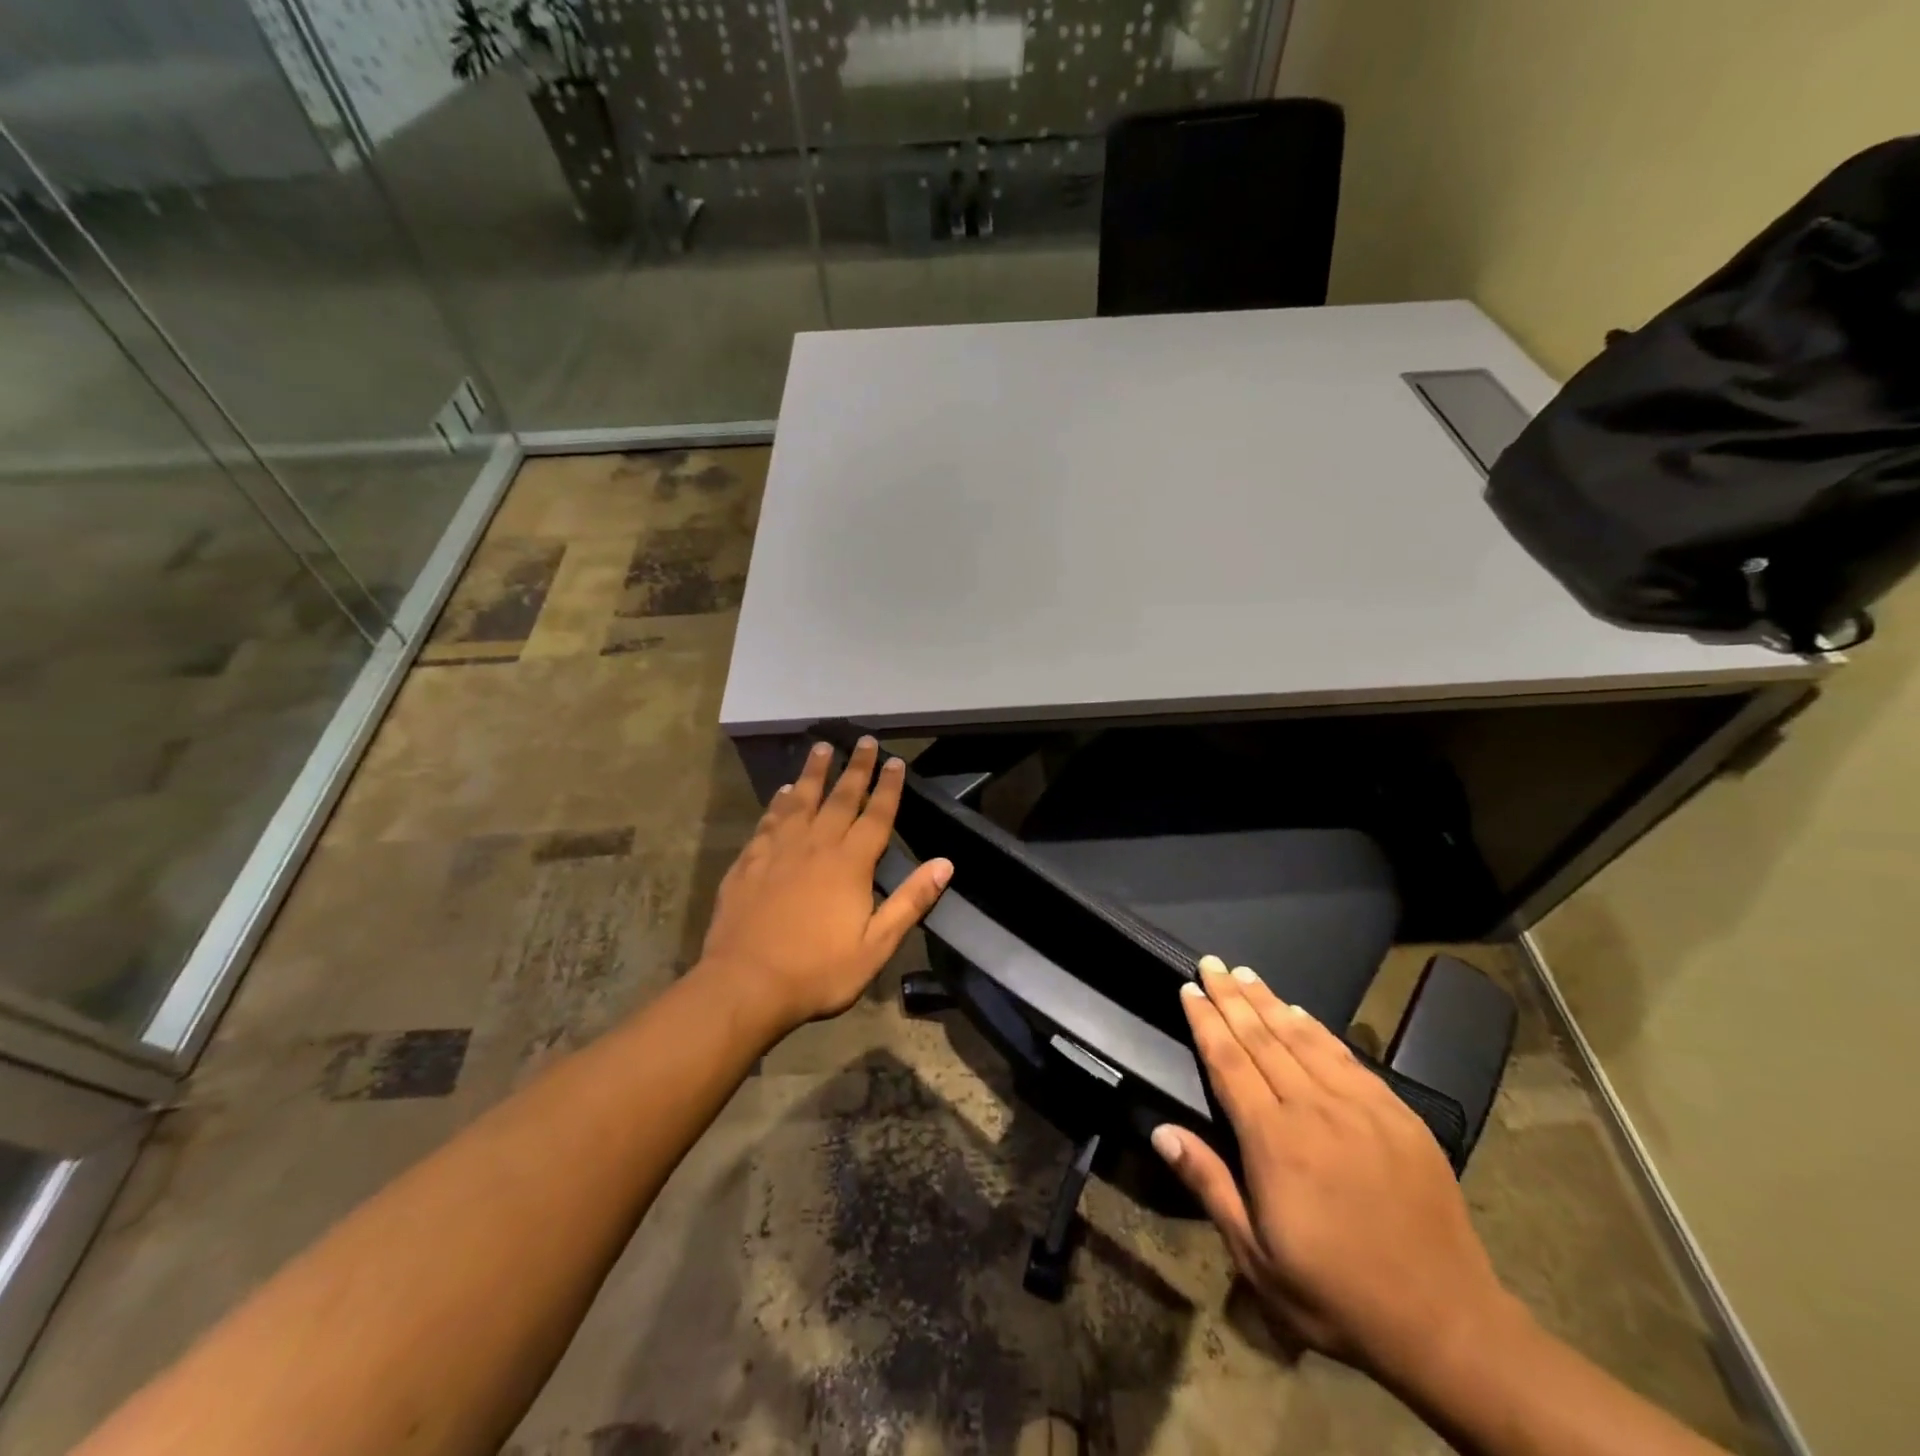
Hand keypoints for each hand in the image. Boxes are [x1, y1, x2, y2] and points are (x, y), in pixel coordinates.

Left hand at [699, 737, 952, 1034]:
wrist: (745, 984)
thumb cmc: (817, 971)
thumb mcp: (875, 946)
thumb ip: (910, 902)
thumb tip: (945, 864)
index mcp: (850, 864)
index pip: (876, 815)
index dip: (888, 787)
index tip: (895, 761)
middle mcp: (816, 845)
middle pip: (840, 797)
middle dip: (856, 768)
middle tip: (864, 741)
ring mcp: (779, 850)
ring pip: (801, 800)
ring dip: (814, 772)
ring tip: (822, 747)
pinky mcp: (750, 861)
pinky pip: (769, 820)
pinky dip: (780, 801)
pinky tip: (783, 792)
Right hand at [1151, 957, 1525, 1388]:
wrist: (1447, 1323)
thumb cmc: (1336, 1295)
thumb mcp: (1256, 1257)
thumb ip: (1209, 1185)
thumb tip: (1160, 1130)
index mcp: (1274, 1141)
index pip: (1228, 1062)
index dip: (1205, 1021)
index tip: (1188, 989)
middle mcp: (1314, 1109)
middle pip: (1261, 1038)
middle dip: (1231, 997)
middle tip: (1210, 963)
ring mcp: (1361, 1107)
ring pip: (1303, 1037)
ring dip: (1269, 1001)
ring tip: (1244, 973)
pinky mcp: (1397, 1114)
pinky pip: (1347, 1056)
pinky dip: (1317, 1028)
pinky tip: (1300, 1012)